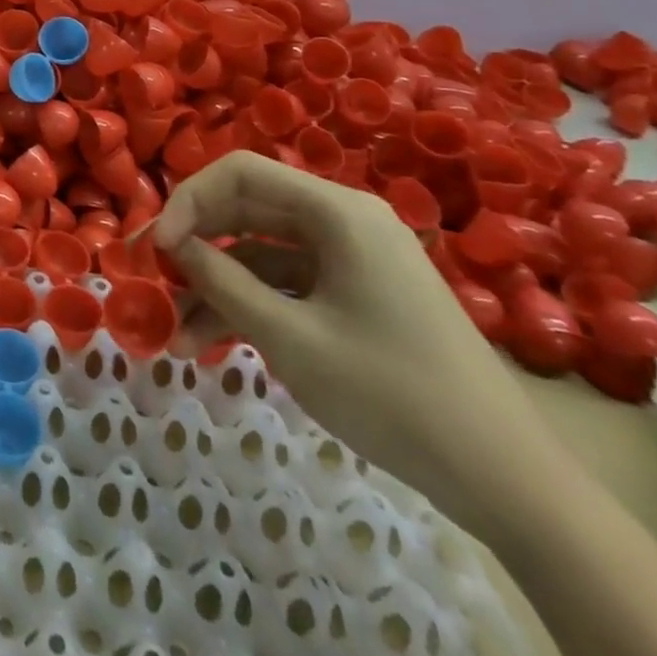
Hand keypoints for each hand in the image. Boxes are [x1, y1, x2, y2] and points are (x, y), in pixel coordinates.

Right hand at [154, 151, 561, 530]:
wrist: (508, 482)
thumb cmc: (391, 394)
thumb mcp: (289, 337)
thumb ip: (221, 281)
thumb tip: (170, 244)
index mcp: (337, 211)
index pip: (239, 173)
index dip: (188, 201)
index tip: (157, 248)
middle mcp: (344, 221)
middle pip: (247, 210)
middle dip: (194, 245)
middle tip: (148, 278)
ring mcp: (352, 259)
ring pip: (261, 253)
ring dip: (217, 287)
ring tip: (174, 335)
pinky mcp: (357, 295)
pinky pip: (287, 284)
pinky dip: (249, 306)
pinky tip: (211, 344)